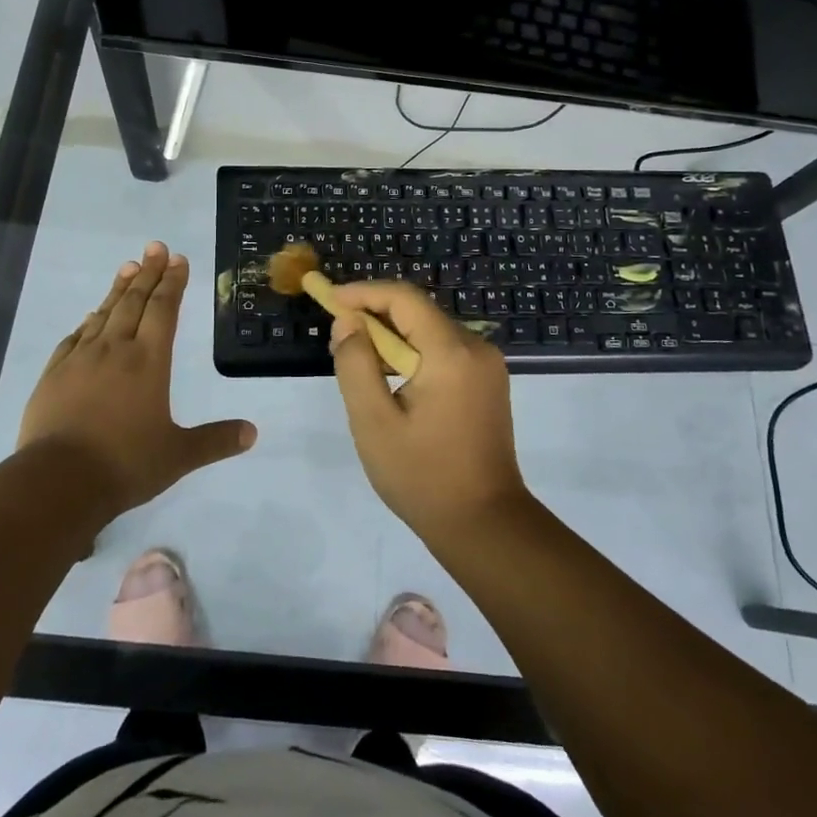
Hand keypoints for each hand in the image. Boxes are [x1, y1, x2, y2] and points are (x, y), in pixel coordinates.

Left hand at [19, 242, 255, 517]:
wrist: (58, 481)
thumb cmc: (125, 464)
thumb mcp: (178, 455)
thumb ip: (215, 441)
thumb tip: (253, 433)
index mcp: (149, 361)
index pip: (164, 310)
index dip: (173, 282)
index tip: (177, 259)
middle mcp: (115, 349)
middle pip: (134, 301)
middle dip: (148, 272)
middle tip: (155, 247)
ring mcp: (80, 359)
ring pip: (103, 313)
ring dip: (118, 289)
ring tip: (128, 267)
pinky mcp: (54, 374)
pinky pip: (74, 337)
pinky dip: (87, 321)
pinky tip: (89, 317)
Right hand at [328, 280, 529, 541]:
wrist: (485, 524)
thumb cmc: (423, 476)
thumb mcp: (374, 422)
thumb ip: (356, 365)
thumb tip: (348, 324)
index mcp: (451, 352)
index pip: (404, 298)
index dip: (363, 292)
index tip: (329, 299)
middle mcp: (476, 348)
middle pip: (419, 311)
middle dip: (375, 313)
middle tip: (337, 332)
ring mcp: (487, 366)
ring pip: (430, 330)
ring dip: (392, 335)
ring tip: (356, 356)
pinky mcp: (487, 383)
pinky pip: (444, 350)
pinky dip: (413, 351)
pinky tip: (389, 376)